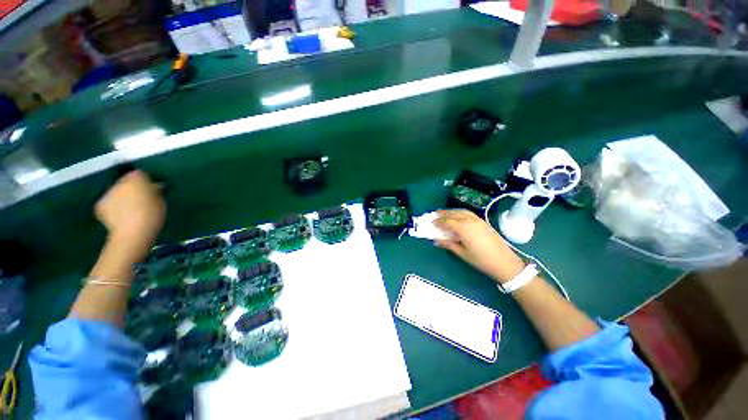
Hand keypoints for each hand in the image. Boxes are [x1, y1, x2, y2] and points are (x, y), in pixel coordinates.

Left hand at [95, 170, 164, 260]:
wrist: (132, 232)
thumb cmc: (152, 215)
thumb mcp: (160, 201)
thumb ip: (155, 191)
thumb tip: (154, 186)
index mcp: (137, 178)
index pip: (141, 173)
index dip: (145, 180)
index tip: (151, 188)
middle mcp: (120, 182)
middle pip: (126, 182)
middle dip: (131, 188)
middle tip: (141, 199)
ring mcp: (107, 193)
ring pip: (117, 192)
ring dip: (122, 197)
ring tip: (130, 209)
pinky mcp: (100, 205)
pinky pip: (109, 202)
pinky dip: (114, 207)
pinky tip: (121, 216)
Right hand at [434, 210, 524, 283]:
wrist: (504, 262)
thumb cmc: (480, 260)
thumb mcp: (462, 253)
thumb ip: (448, 244)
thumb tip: (436, 241)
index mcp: (463, 228)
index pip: (447, 221)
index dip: (438, 221)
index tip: (431, 222)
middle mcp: (470, 220)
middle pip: (454, 213)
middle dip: (443, 213)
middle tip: (435, 214)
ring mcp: (478, 220)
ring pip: (462, 211)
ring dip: (452, 211)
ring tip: (445, 214)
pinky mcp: (483, 222)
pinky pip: (468, 213)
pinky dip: (460, 213)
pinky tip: (458, 217)